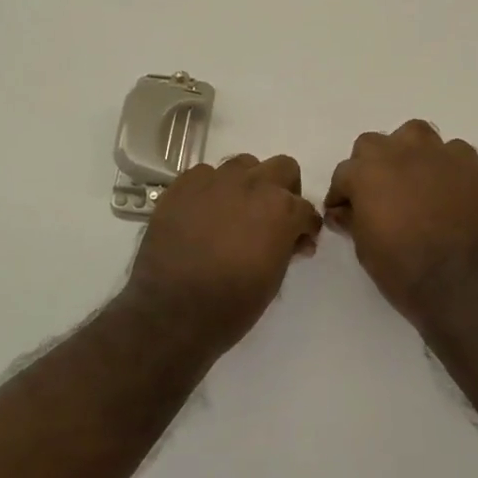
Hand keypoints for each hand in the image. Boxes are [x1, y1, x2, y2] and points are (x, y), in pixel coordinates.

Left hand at [126, 154, 322, 347]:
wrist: (171, 312)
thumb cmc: (231, 304)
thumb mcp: (273, 280)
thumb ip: (287, 248)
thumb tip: (295, 239)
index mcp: (281, 209)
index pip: (306, 209)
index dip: (305, 227)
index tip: (298, 241)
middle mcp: (252, 184)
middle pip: (282, 168)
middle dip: (284, 190)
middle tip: (272, 217)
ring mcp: (215, 180)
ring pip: (243, 164)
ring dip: (247, 184)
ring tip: (235, 212)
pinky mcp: (183, 185)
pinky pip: (205, 175)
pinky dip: (211, 190)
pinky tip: (203, 215)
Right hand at [324, 120, 477, 325]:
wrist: (463, 285)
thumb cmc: (404, 271)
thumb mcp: (365, 250)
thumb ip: (353, 220)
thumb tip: (343, 211)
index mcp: (367, 173)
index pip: (344, 173)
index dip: (342, 193)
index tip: (344, 210)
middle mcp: (399, 153)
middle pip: (374, 144)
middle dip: (370, 166)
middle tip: (378, 193)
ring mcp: (437, 154)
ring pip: (414, 134)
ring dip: (407, 151)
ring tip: (412, 177)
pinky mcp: (470, 163)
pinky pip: (452, 151)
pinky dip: (445, 164)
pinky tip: (447, 186)